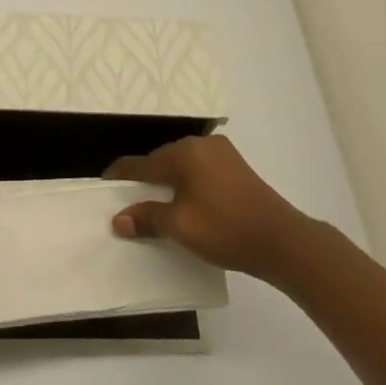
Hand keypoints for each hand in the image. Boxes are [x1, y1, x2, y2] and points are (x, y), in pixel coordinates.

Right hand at [105, 134, 314, 281]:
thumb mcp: (180, 227)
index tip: (103, 185)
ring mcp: (222, 153)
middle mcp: (201, 144)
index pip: (142, 163)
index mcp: (184, 153)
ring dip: (167, 183)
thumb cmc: (225, 229)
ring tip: (154, 205)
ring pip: (182, 165)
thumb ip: (147, 218)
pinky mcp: (236, 166)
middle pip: (162, 160)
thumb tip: (118, 220)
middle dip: (144, 180)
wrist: (281, 240)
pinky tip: (185, 202)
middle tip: (128, 201)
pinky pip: (200, 170)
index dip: (120, 176)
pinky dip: (187, 183)